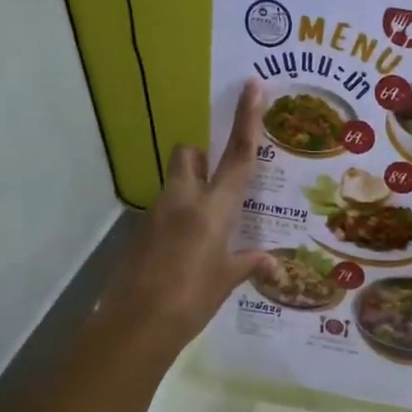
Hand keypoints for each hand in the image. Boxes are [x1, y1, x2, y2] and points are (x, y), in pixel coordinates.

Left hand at [94, 80, 277, 363]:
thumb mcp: (225, 281)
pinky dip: (179, 219)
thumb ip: (249, 265)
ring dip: (191, 191)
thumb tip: (276, 266)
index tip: (253, 86)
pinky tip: (188, 252)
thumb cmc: (191, 300)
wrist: (135, 326)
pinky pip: (164, 211)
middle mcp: (183, 201)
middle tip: (219, 182)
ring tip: (209, 230)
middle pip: (188, 155)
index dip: (247, 119)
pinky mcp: (140, 232)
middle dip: (202, 157)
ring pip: (175, 183)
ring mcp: (156, 214)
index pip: (237, 156)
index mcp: (213, 209)